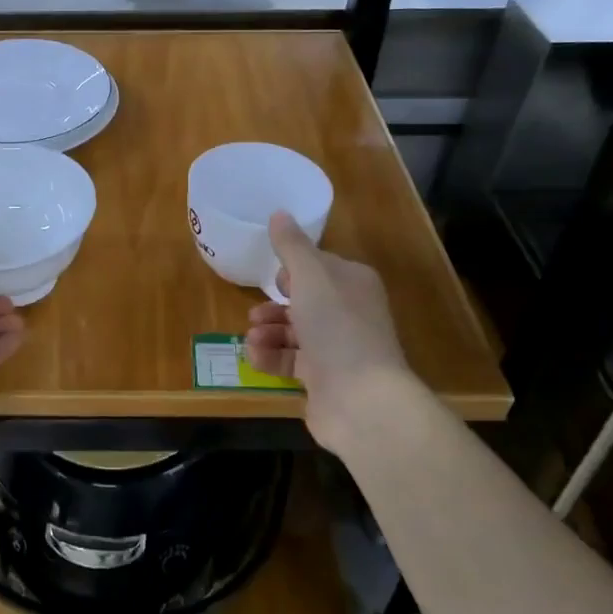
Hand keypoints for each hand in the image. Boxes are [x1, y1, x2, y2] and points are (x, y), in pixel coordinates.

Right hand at [245, 212, 423, 460]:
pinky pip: (291, 361)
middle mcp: (350, 313)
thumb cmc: (337, 327)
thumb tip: (279, 213)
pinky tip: (254, 356)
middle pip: (304, 301)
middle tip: (254, 313)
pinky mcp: (325, 380)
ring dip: (268, 331)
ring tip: (251, 337)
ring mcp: (339, 349)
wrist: (361, 400)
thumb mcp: (310, 276)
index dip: (293, 270)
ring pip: (295, 332)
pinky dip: (271, 357)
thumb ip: (292, 246)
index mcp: (353, 283)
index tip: (272, 276)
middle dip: (274, 305)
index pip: (320, 268)